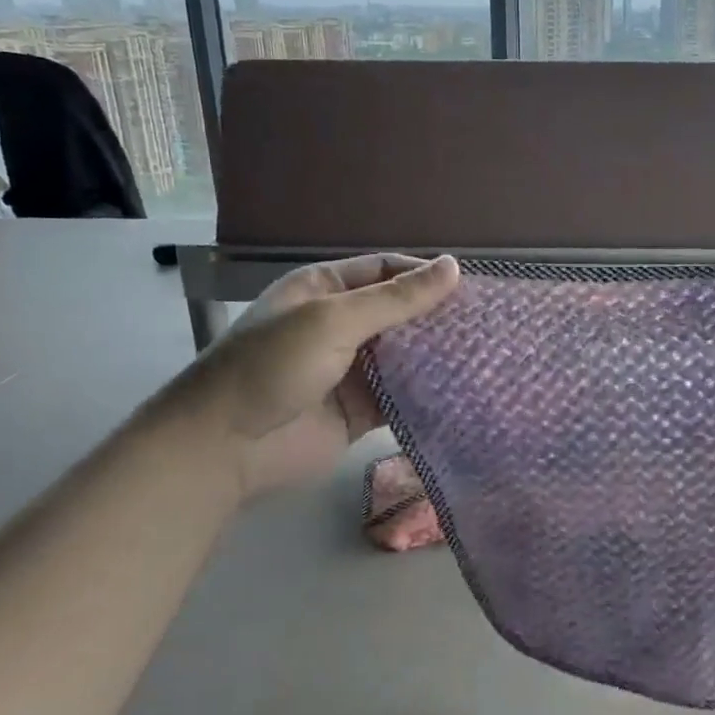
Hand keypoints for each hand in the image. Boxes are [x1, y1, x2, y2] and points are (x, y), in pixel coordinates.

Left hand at [155, 253, 459, 502]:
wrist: (225, 447)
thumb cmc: (273, 365)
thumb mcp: (334, 319)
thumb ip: (396, 298)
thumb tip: (454, 266)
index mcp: (325, 290)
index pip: (385, 271)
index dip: (424, 276)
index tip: (470, 289)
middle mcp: (340, 325)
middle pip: (399, 313)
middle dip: (437, 318)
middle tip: (488, 325)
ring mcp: (350, 370)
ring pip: (405, 355)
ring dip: (437, 355)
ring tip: (487, 355)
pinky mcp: (361, 411)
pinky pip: (402, 395)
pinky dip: (428, 393)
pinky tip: (464, 391)